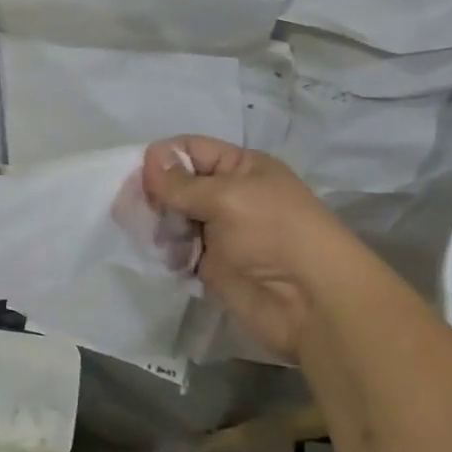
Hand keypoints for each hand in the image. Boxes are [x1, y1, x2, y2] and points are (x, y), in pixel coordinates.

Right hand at [143, 136, 362, 362]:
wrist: (311, 303)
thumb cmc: (274, 234)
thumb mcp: (228, 197)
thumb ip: (183, 183)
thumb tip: (149, 162)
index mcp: (239, 167)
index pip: (192, 149)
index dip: (163, 158)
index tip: (141, 179)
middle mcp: (228, 194)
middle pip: (177, 183)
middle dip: (156, 194)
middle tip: (139, 211)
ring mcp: (219, 231)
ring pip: (173, 217)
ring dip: (159, 225)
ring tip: (158, 239)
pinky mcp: (211, 265)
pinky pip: (178, 250)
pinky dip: (166, 252)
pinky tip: (166, 259)